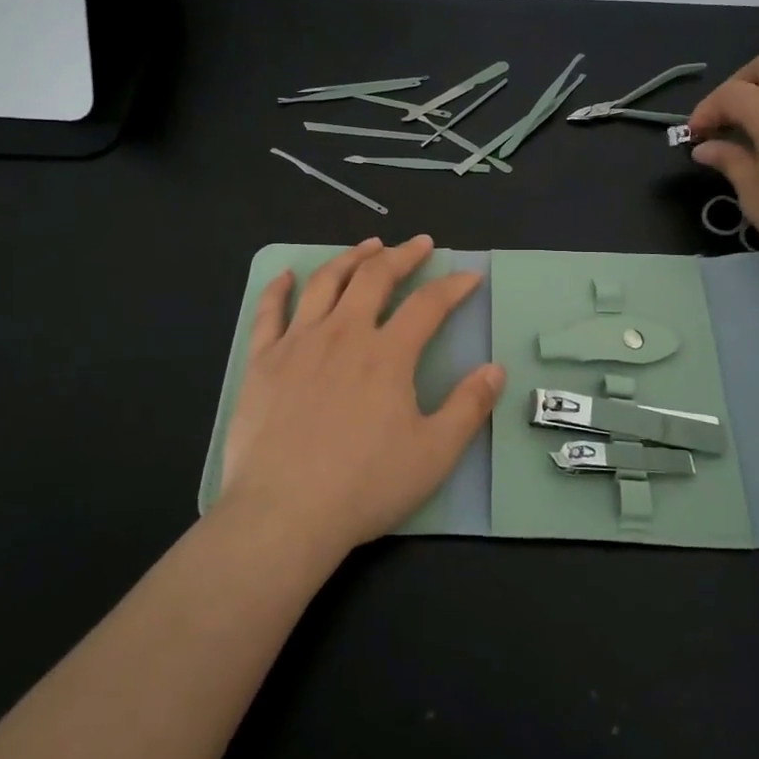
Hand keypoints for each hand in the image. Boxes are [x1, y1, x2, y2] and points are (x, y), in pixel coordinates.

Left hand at [218, 236, 504, 556]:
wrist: (284, 513)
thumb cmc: (364, 486)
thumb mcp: (434, 454)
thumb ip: (469, 407)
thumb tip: (496, 369)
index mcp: (387, 354)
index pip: (428, 305)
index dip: (453, 286)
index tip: (469, 276)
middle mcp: (343, 334)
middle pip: (375, 277)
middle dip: (402, 255)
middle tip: (419, 244)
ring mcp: (298, 343)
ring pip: (325, 283)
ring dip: (350, 258)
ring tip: (368, 246)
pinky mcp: (262, 361)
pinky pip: (269, 312)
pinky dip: (279, 288)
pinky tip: (287, 275)